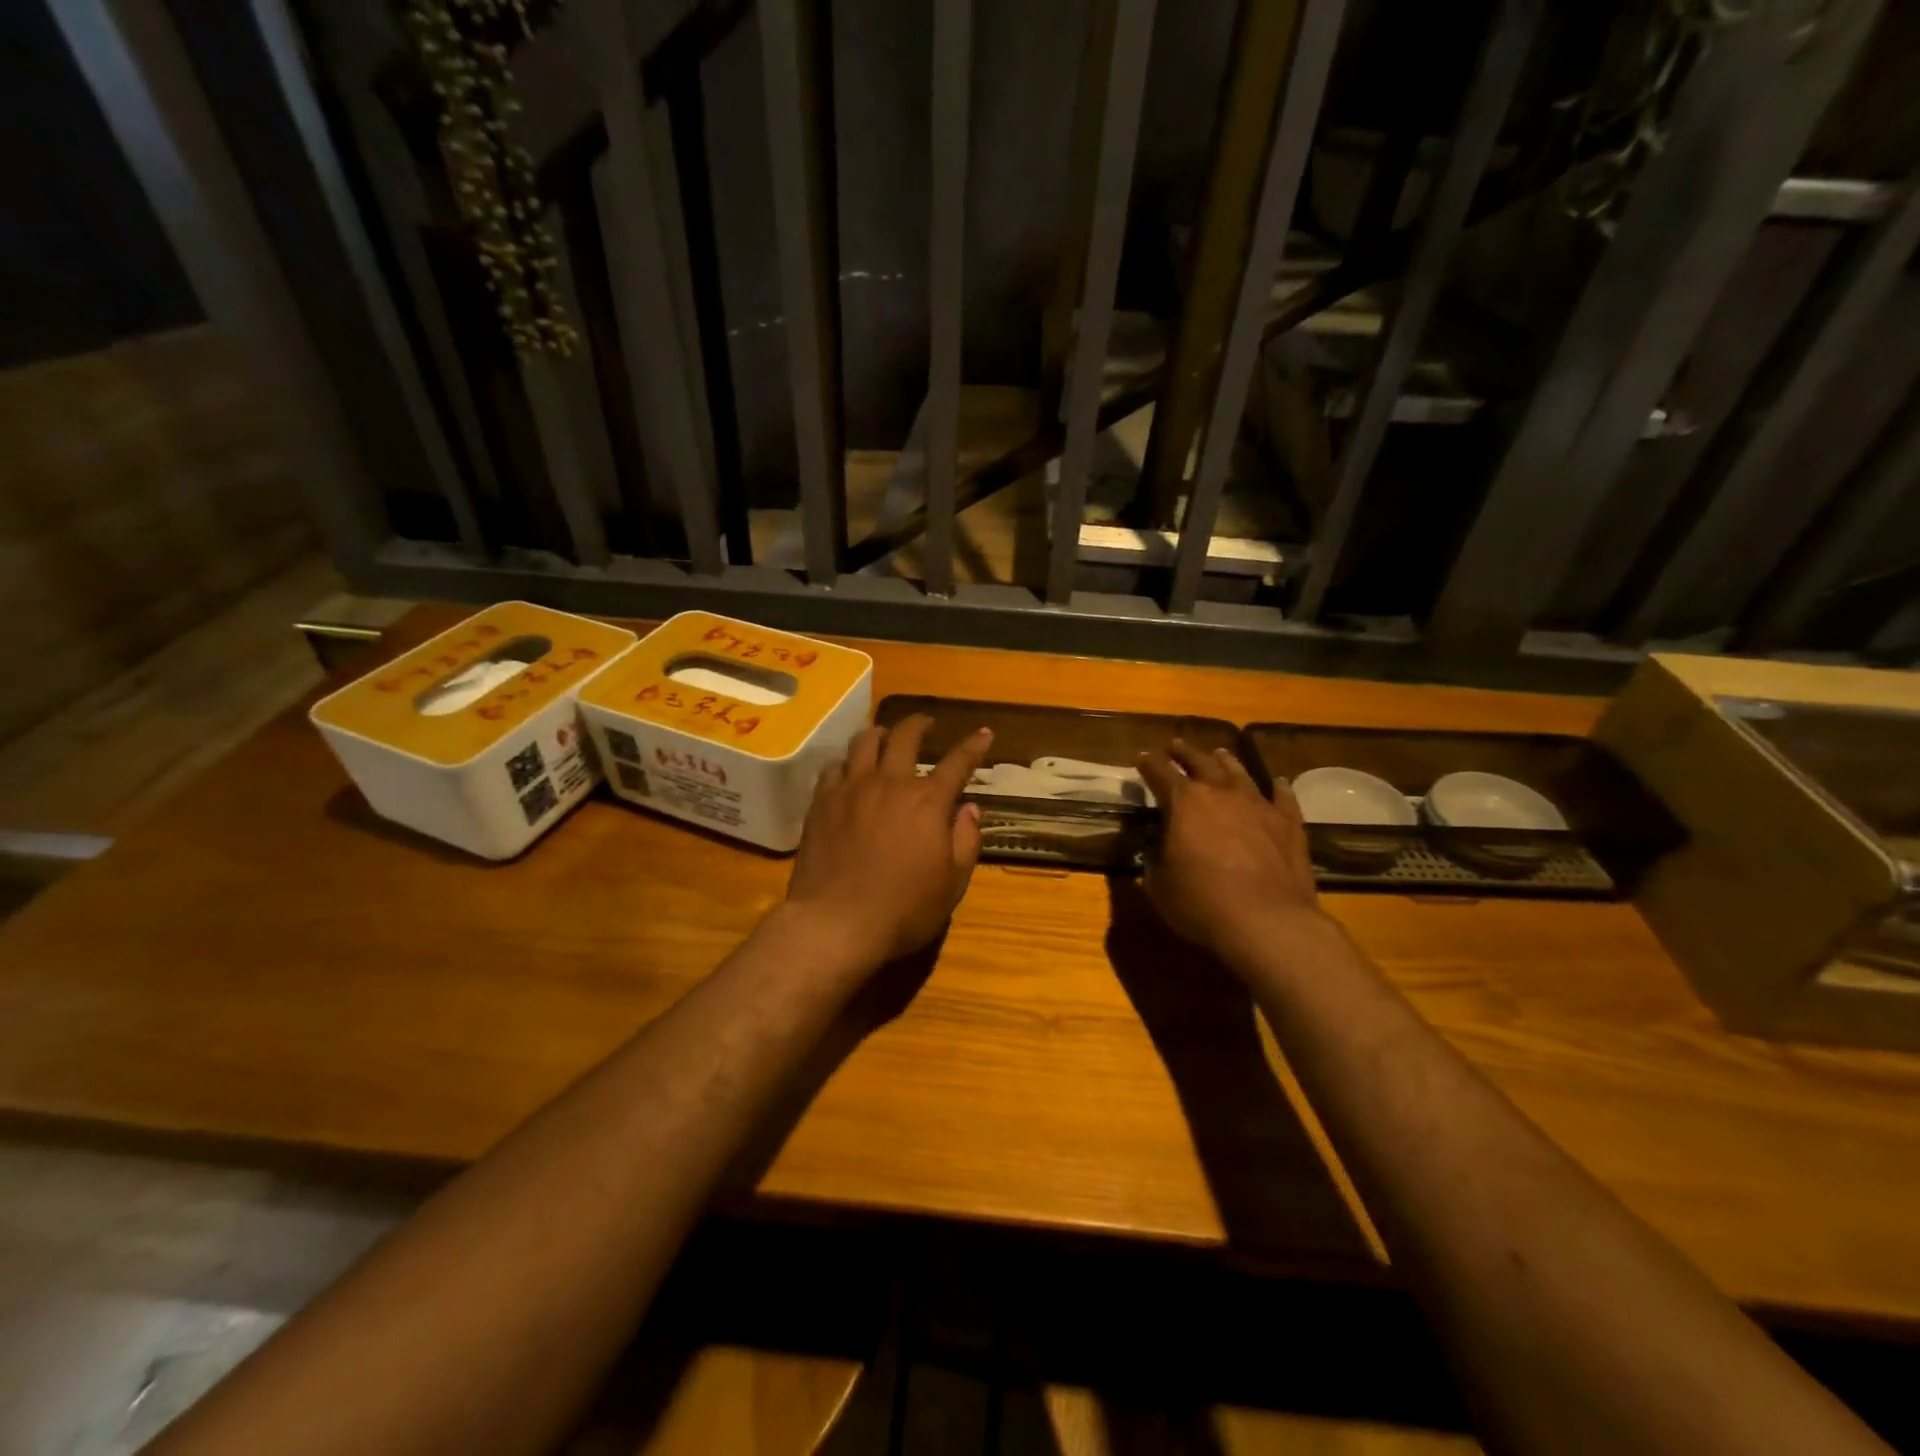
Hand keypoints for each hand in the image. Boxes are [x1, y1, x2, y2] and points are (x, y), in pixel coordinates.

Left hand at [786, 716, 993, 964]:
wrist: (836, 922)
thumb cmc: (903, 909)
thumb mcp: (952, 884)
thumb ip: (966, 841)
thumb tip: (969, 809)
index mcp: (928, 801)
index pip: (958, 762)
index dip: (974, 745)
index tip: (984, 733)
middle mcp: (890, 783)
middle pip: (906, 736)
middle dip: (920, 724)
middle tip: (926, 724)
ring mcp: (851, 788)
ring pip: (865, 742)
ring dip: (880, 734)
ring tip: (885, 736)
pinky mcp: (822, 801)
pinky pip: (834, 767)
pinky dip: (847, 763)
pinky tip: (849, 771)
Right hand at [1137, 740, 1324, 963]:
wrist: (1268, 922)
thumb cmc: (1201, 903)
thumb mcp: (1159, 884)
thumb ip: (1156, 857)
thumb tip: (1159, 846)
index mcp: (1184, 802)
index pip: (1159, 773)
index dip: (1148, 765)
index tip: (1141, 758)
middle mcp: (1221, 793)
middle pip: (1200, 763)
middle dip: (1184, 753)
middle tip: (1175, 745)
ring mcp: (1259, 805)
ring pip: (1239, 773)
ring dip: (1226, 762)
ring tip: (1218, 753)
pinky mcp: (1289, 824)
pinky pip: (1283, 797)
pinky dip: (1278, 788)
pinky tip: (1278, 782)